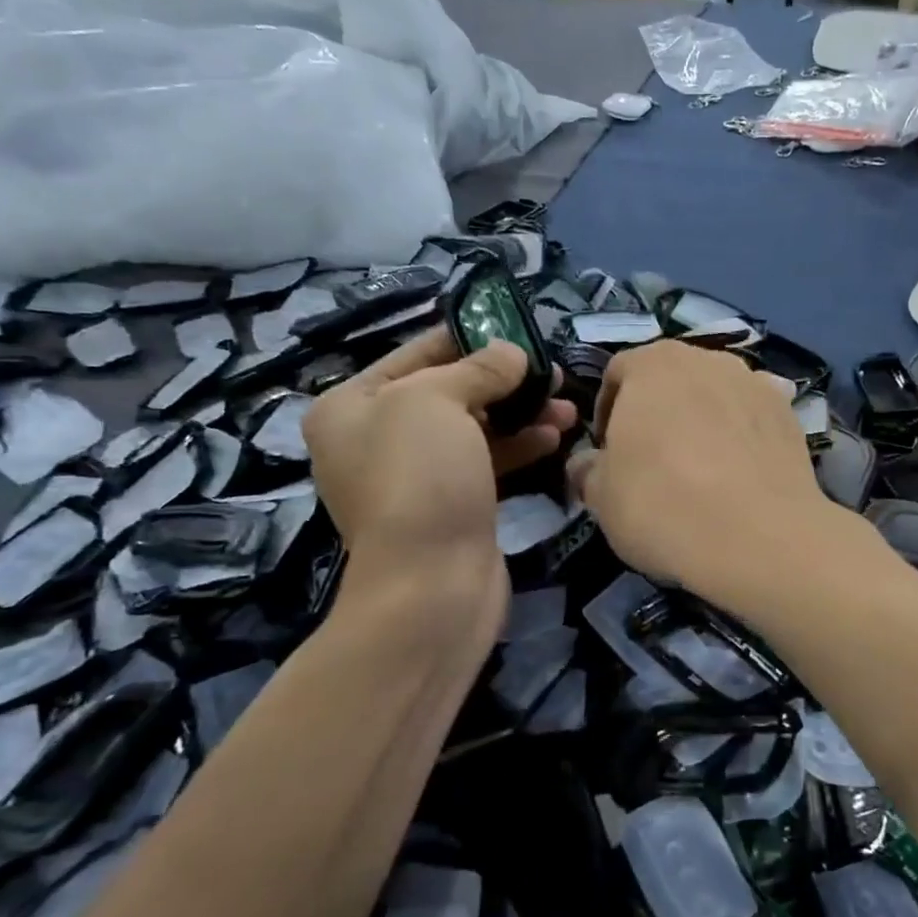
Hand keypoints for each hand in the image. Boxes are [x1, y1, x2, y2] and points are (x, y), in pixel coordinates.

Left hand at [302, 326, 577, 623]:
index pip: (415, 354)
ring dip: (520, 414)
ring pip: (474, 430)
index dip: (467, 338)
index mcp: (350, 407)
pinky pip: (487, 463)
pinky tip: (555, 437)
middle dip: (503, 380)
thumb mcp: (437, 400)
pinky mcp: (451, 507)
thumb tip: (512, 353)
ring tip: (567, 405)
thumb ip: (477, 368)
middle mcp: (375, 440)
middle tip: (551, 371)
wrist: (431, 586)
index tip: (516, 330)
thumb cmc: (419, 478)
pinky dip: (519, 447)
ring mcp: (414, 478)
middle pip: (449, 392)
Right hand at [569, 341, 835, 603]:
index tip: (608, 452)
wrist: (759, 537)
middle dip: (657, 411)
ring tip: (701, 466)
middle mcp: (706, 358)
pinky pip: (752, 416)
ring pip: (715, 393)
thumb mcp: (601, 497)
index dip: (607, 411)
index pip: (617, 373)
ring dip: (702, 418)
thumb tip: (586, 465)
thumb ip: (587, 470)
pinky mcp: (789, 412)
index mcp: (652, 364)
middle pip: (670, 378)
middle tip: (651, 459)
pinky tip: (741, 470)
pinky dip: (742, 433)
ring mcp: (754, 381)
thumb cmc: (663, 505)